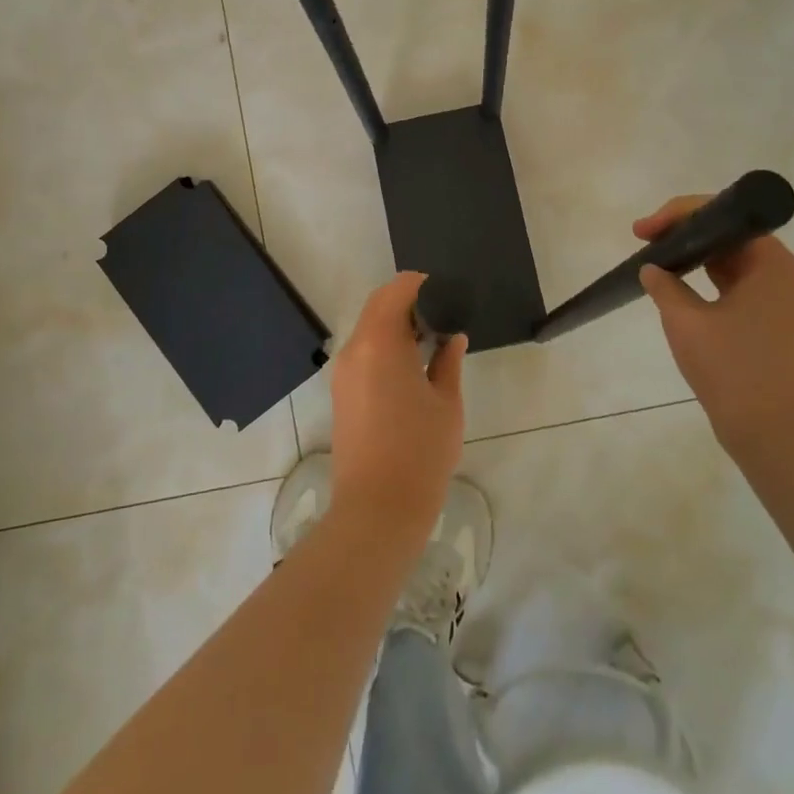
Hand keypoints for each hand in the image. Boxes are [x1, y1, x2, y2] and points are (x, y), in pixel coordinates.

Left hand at [329, 272, 467, 540]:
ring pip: (368, 329)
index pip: (396, 291)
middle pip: (378, 306)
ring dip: (395, 325)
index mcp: (380, 342)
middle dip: (408, 303)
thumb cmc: (420, 452)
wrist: (377, 509)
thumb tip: (452, 337)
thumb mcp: (446, 403)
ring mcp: (343, 372)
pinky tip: (411, 365)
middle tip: (441, 315)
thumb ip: (448, 362)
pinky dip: (384, 346)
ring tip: (430, 340)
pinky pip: (362, 352)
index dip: (420, 284)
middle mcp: (354, 349)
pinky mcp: (340, 393)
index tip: (445, 291)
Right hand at [633, 197, 793, 458]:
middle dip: (683, 232)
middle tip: (643, 240)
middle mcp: (781, 273)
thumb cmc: (733, 370)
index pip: (722, 216)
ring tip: (655, 259)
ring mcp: (778, 299)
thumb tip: (651, 269)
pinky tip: (677, 286)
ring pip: (730, 261)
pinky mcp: (770, 322)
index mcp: (771, 262)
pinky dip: (705, 280)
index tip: (642, 231)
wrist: (773, 433)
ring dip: (693, 256)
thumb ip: (664, 286)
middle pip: (727, 234)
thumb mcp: (686, 322)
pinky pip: (734, 286)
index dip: (677, 215)